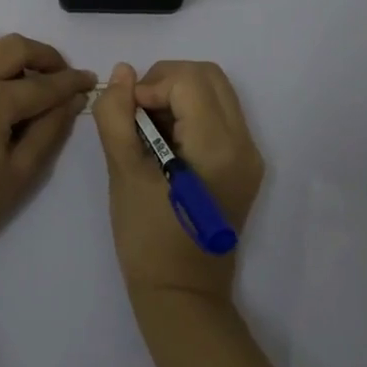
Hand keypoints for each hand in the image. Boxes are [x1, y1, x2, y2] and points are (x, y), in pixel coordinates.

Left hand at [0, 29, 95, 269]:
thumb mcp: (20, 174)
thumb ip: (50, 130)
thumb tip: (72, 99)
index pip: (42, 84)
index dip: (71, 82)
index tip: (90, 80)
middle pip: (14, 47)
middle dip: (45, 57)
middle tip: (61, 77)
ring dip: (10, 51)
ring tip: (22, 79)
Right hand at [93, 61, 263, 303]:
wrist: (182, 294)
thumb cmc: (147, 237)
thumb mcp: (123, 172)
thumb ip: (117, 115)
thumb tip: (122, 73)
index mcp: (218, 147)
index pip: (189, 80)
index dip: (151, 85)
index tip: (128, 114)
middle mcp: (244, 144)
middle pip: (208, 76)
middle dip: (167, 80)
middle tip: (137, 112)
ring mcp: (249, 155)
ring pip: (216, 91)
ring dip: (178, 94)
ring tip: (149, 128)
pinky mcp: (244, 165)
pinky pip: (219, 115)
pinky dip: (190, 112)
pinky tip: (166, 142)